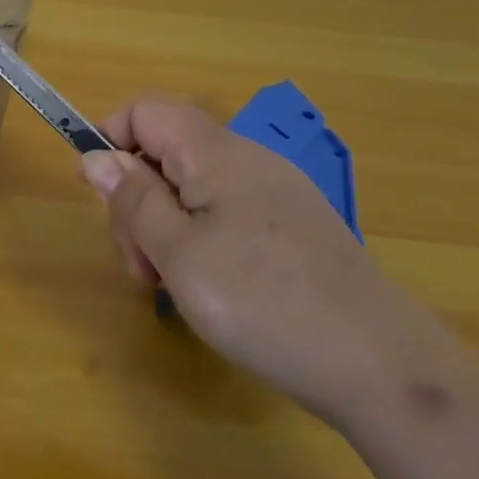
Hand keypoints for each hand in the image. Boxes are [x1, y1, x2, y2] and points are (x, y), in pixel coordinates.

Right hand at [80, 99, 464, 430]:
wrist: (382, 367)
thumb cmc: (263, 304)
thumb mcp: (178, 254)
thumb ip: (132, 200)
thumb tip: (96, 156)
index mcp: (216, 153)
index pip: (144, 111)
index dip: (110, 141)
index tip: (102, 200)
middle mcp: (246, 160)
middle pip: (164, 153)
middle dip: (136, 202)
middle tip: (141, 266)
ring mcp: (274, 193)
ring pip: (191, 188)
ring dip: (163, 228)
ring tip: (170, 286)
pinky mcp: (291, 226)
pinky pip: (224, 213)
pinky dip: (198, 241)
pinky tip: (208, 288)